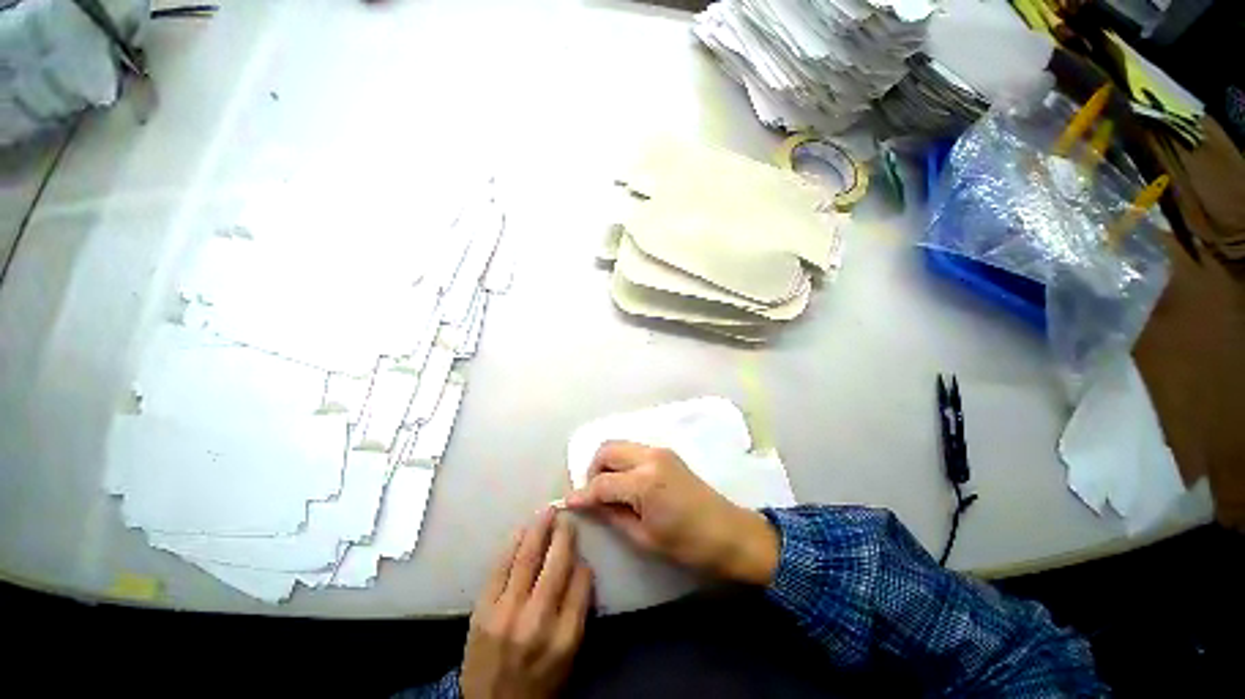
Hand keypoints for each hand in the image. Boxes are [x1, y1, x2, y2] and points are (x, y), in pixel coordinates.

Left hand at [461, 508, 593, 698]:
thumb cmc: (538, 682)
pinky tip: (521, 529)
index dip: (582, 562)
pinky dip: (512, 544)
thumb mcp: (569, 655)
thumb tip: (579, 567)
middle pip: (556, 565)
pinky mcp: (482, 610)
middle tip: (566, 517)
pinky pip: (500, 567)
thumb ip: (577, 611)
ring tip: (547, 511)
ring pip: (527, 559)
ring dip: (539, 530)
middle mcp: (537, 621)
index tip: (580, 552)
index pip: (581, 582)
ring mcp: (506, 613)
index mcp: (565, 636)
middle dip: (564, 536)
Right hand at [565, 441, 778, 584]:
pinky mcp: (666, 453)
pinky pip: (633, 450)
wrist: (729, 532)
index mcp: (645, 482)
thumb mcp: (644, 537)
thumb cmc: (688, 544)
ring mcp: (660, 451)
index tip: (568, 504)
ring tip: (607, 490)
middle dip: (592, 469)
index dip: (582, 494)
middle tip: (592, 495)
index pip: (602, 482)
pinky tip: (624, 483)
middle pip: (607, 450)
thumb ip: (612, 515)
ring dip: (607, 463)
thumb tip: (588, 505)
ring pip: (619, 445)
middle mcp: (650, 457)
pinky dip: (621, 462)